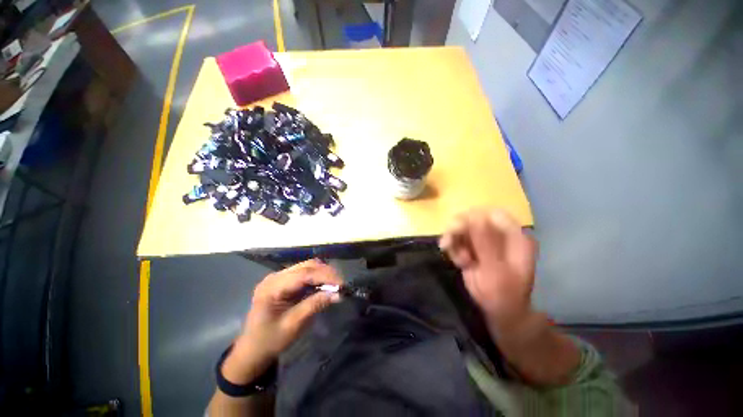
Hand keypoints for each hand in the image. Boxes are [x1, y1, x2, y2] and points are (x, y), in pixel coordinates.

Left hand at [222, 259, 342, 383]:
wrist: (252, 350)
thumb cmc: (270, 341)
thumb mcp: (293, 325)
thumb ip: (315, 305)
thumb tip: (338, 294)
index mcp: (272, 287)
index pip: (304, 274)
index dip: (325, 276)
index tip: (342, 283)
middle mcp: (275, 276)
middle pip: (306, 266)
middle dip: (326, 272)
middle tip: (341, 284)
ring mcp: (278, 277)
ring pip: (307, 267)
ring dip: (323, 273)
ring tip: (335, 285)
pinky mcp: (283, 281)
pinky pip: (304, 274)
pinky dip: (317, 278)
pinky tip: (324, 285)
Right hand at [439, 209, 536, 327]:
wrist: (498, 312)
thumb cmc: (503, 294)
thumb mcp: (495, 271)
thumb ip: (485, 243)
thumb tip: (475, 216)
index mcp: (514, 237)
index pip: (493, 214)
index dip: (474, 217)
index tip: (458, 229)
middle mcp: (499, 234)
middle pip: (473, 218)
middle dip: (458, 230)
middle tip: (447, 243)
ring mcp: (485, 240)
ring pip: (461, 228)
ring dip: (454, 241)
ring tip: (458, 260)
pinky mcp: (472, 246)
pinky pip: (457, 239)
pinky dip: (453, 248)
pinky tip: (458, 262)